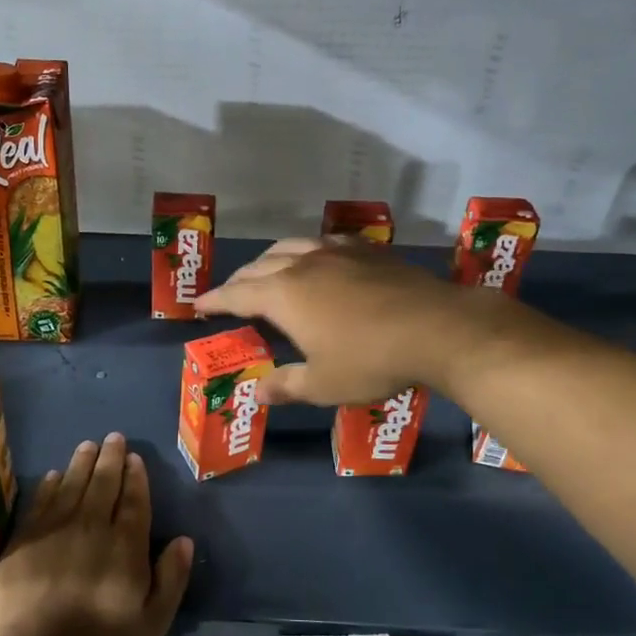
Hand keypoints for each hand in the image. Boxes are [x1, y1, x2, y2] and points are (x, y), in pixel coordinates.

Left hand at [0, 434, 193, 635]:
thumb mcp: (151, 622)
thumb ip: (171, 579)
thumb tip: (184, 540)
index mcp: (125, 544)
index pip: (134, 500)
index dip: (135, 477)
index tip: (134, 457)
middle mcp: (92, 526)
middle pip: (103, 484)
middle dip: (110, 458)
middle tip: (113, 437)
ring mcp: (55, 530)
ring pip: (72, 485)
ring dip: (82, 462)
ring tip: (88, 444)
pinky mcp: (25, 539)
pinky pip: (41, 501)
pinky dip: (50, 484)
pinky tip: (55, 474)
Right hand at [195, 238, 508, 405]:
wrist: (437, 328)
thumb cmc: (370, 361)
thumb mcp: (322, 384)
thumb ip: (285, 386)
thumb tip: (256, 393)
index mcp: (283, 295)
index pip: (236, 295)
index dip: (214, 301)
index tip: (198, 306)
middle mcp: (303, 264)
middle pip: (259, 266)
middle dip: (238, 281)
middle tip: (229, 295)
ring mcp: (337, 252)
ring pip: (291, 246)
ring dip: (270, 259)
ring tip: (266, 271)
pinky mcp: (368, 251)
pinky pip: (324, 242)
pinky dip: (308, 250)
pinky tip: (317, 257)